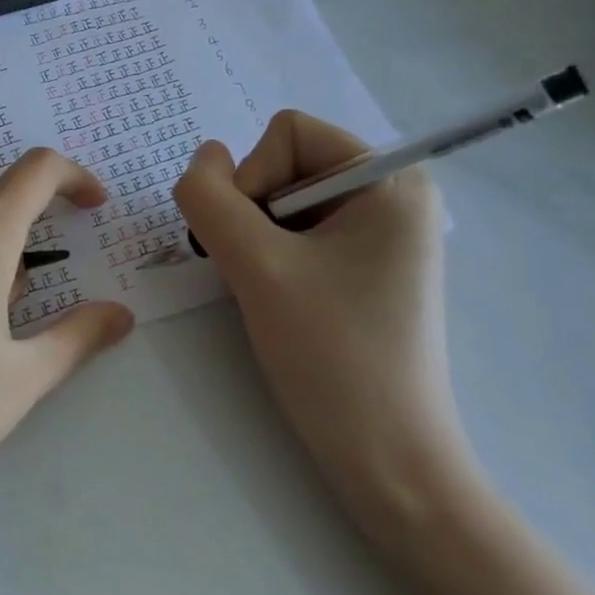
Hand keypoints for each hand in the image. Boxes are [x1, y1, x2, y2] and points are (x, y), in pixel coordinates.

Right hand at [172, 112, 473, 538]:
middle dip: (252, 212)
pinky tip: (279, 300)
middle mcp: (391, 196)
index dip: (252, 179)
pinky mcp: (364, 268)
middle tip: (259, 272)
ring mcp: (379, 234)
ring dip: (254, 239)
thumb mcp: (256, 267)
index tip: (259, 244)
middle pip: (283, 164)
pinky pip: (295, 233)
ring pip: (280, 201)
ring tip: (269, 291)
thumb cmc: (333, 356)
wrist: (389, 462)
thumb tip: (202, 158)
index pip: (287, 132)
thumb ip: (211, 198)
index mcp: (389, 180)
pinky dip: (269, 257)